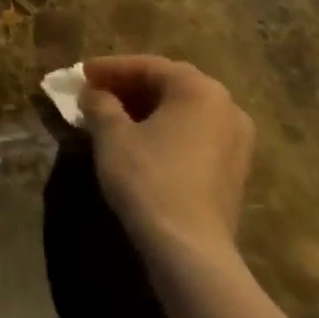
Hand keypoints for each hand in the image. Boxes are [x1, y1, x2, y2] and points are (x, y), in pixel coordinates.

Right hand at [78, 56, 255, 276]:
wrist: (190, 251)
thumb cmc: (149, 178)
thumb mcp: (112, 133)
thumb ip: (100, 103)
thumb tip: (93, 93)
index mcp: (199, 89)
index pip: (147, 66)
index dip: (110, 69)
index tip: (82, 74)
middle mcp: (226, 107)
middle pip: (168, 86)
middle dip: (129, 88)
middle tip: (95, 93)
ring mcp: (236, 142)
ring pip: (182, 112)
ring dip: (146, 110)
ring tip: (111, 117)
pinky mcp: (234, 173)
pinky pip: (193, 136)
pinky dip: (165, 131)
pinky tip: (138, 142)